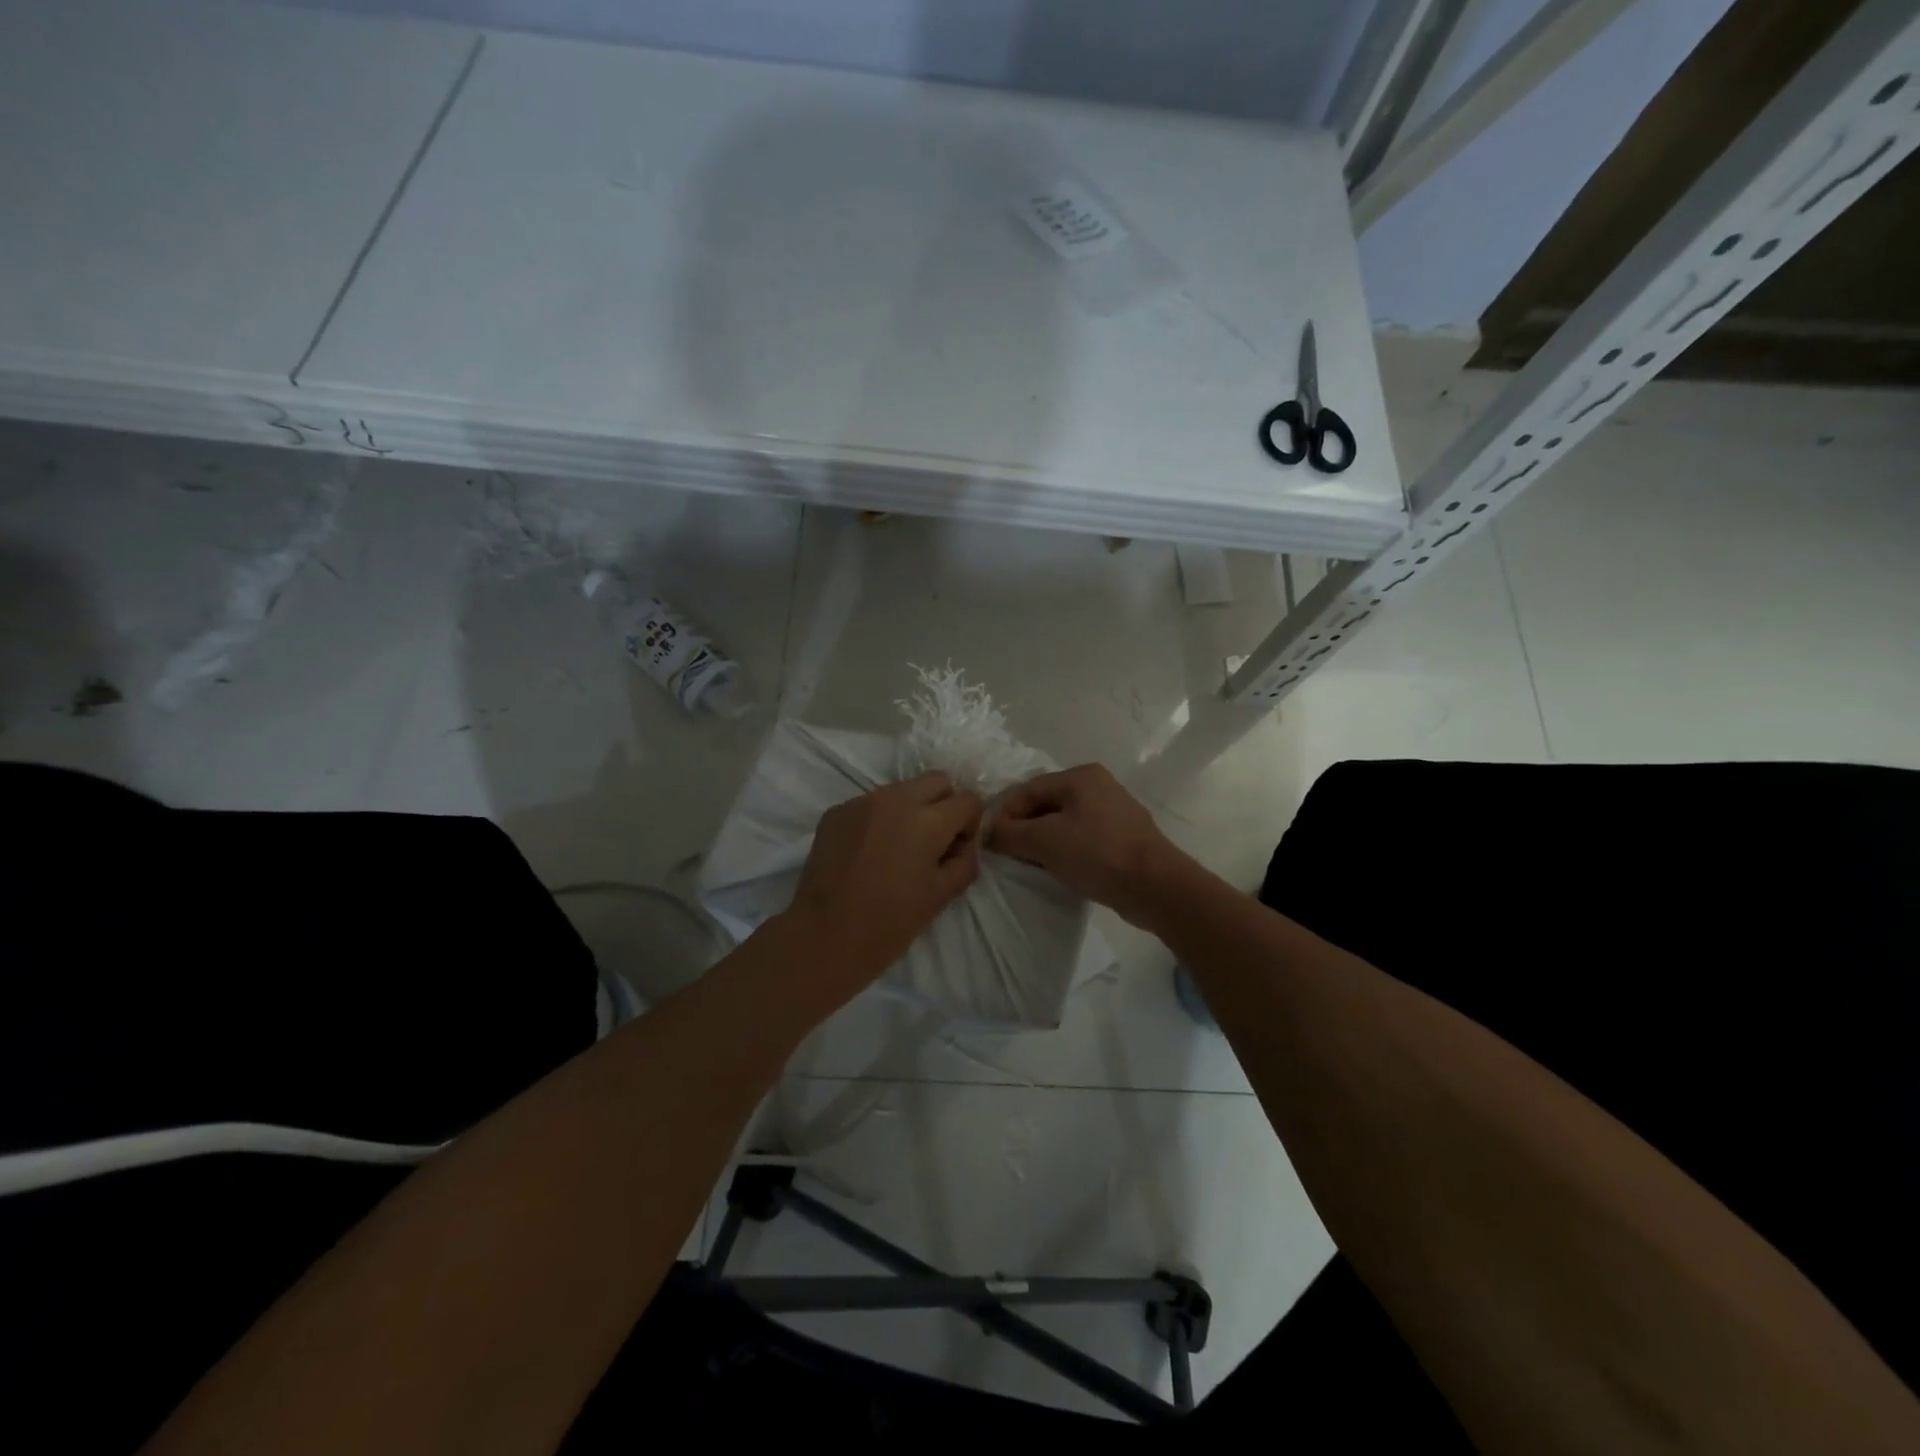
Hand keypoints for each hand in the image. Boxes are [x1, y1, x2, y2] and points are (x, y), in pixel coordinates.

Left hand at [786, 772, 983, 992]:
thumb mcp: (941, 896)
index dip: (970, 824)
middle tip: (934, 841)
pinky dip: (879, 820)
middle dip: (944, 804)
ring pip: (901, 790)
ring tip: (898, 849)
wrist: (825, 935)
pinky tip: (869, 854)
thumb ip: (964, 862)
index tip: (956, 849)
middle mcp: (896, 800)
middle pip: (937, 780)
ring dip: (910, 810)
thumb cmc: (890, 922)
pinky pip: (870, 804)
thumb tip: (963, 845)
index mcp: (927, 821)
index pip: (968, 799)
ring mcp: (862, 802)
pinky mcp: (837, 811)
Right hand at [987, 764, 1188, 926]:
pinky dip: (1064, 851)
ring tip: (1028, 865)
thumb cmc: (1097, 854)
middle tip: (1006, 855)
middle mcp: (1098, 786)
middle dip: (1022, 829)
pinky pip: (1081, 839)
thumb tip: (988, 834)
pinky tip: (1057, 870)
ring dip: (1042, 843)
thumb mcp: (1044, 841)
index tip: (988, 842)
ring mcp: (1113, 812)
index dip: (1003, 815)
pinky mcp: (1122, 838)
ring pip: (1063, 823)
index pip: (1027, 790)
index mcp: (1080, 776)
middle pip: (1045, 805)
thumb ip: (1009, 834)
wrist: (1155, 887)